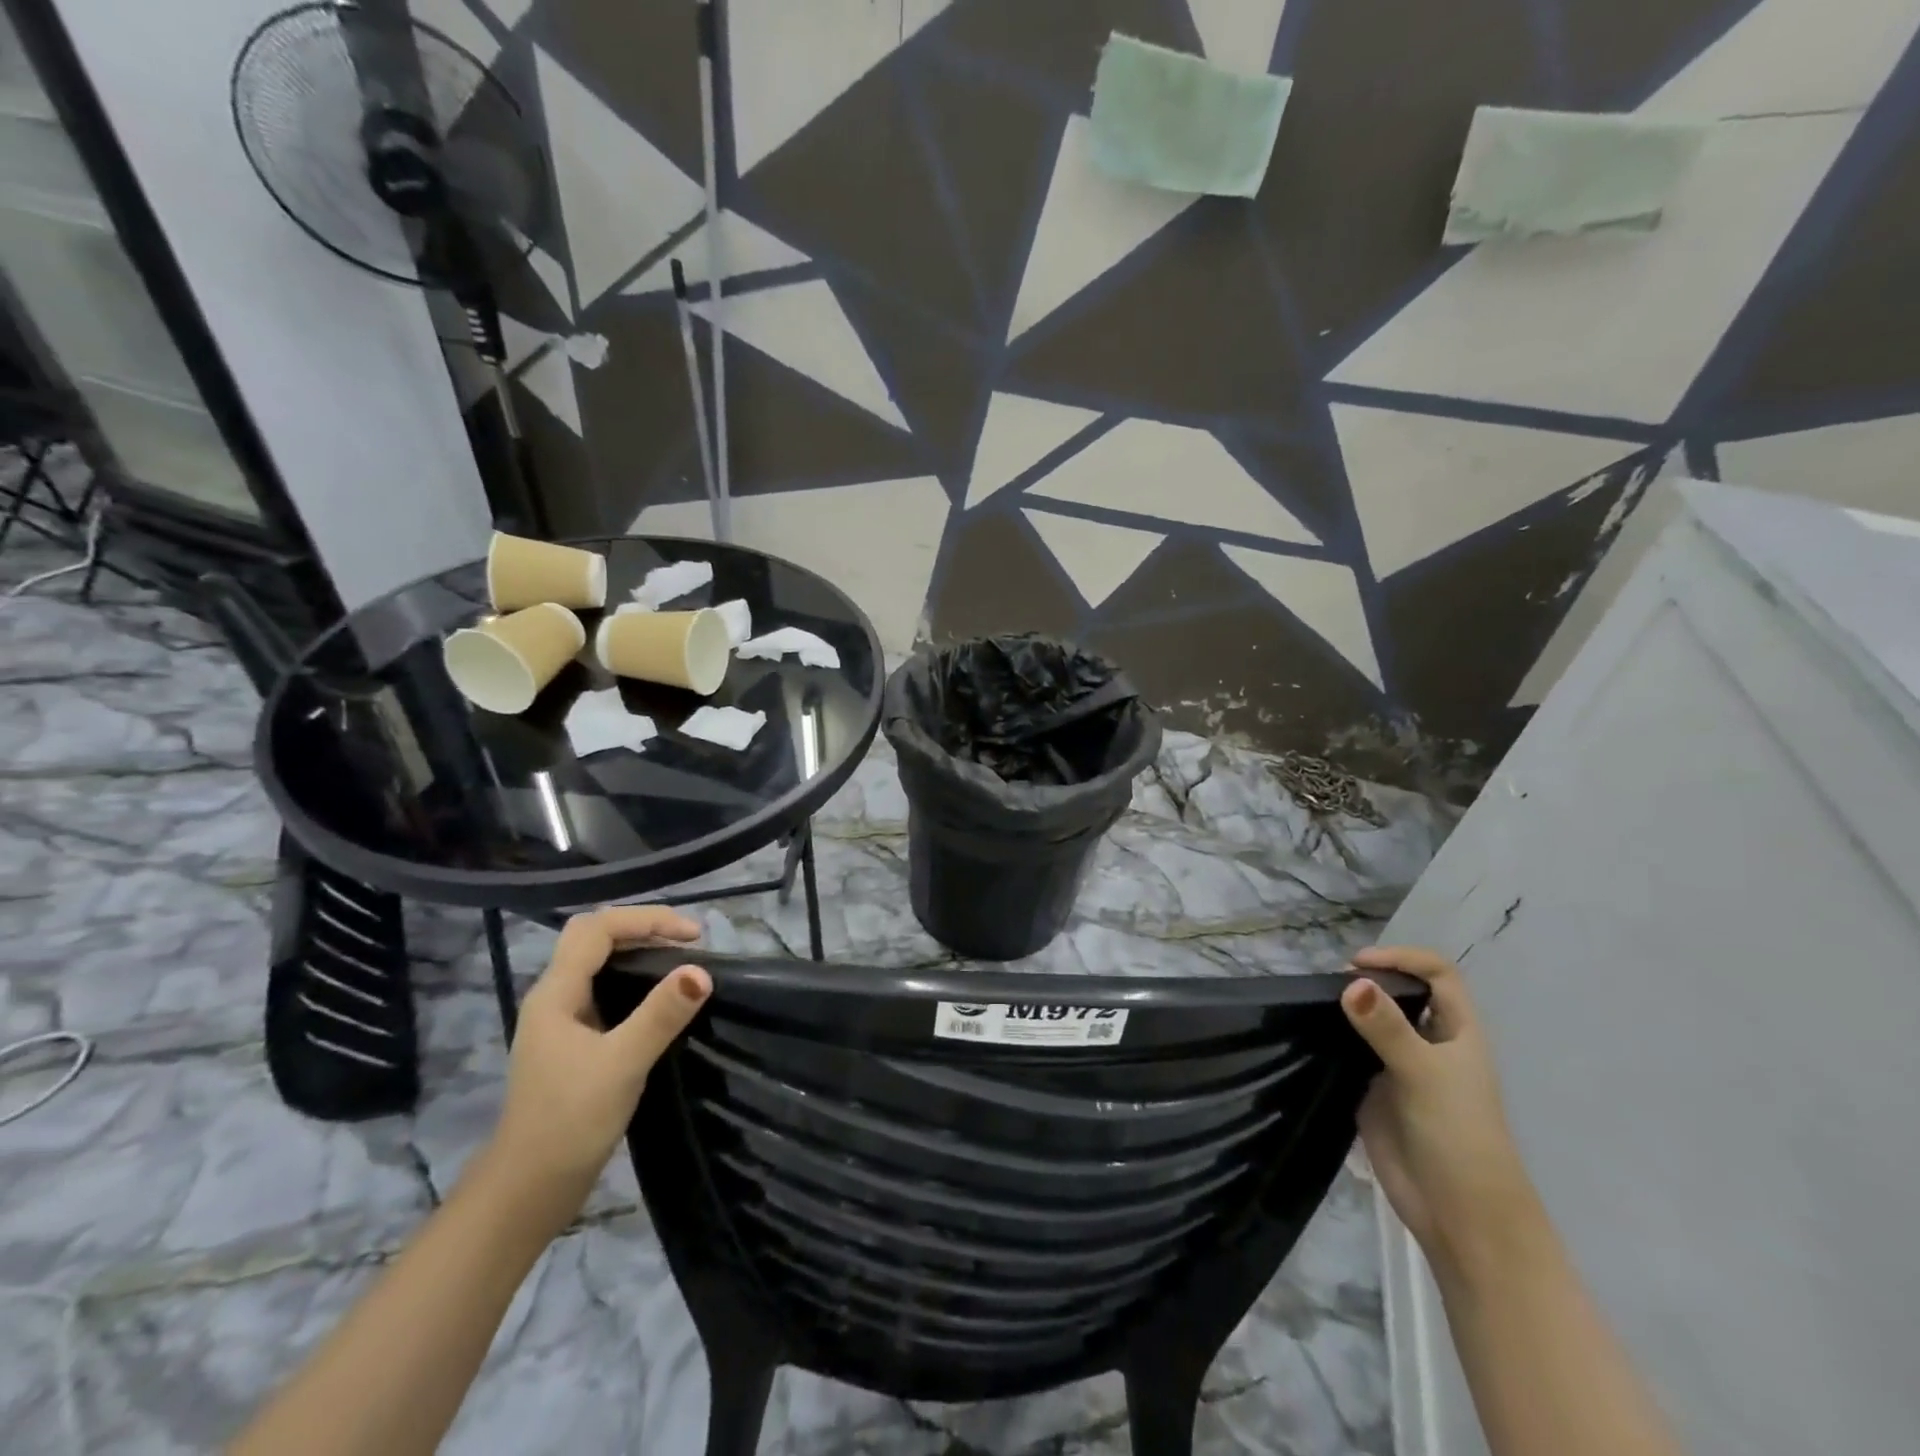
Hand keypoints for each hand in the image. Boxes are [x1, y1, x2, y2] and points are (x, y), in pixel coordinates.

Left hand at [486, 907, 709, 1215]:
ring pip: (599, 964)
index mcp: (556, 993)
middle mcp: (554, 998)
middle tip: (686, 942)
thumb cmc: (569, 1122)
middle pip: (595, 938)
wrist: (527, 1192)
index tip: (694, 936)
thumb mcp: (622, 1064)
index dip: (647, 920)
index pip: (598, 928)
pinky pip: (606, 991)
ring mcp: (561, 1022)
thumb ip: (660, 1016)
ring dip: (639, 952)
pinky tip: (660, 1001)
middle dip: (642, 928)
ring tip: (681, 963)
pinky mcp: (573, 1044)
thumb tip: (701, 972)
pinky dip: (636, 981)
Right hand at [1343, 946, 1540, 1277]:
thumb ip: (1387, 1028)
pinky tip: (1311, 1034)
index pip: (1437, 974)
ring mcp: (1400, 1066)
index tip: (1358, 964)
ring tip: (1315, 1004)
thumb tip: (1351, 983)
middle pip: (1402, 992)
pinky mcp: (1375, 1090)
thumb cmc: (1459, 1136)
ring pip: (1373, 1020)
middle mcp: (1430, 1041)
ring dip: (1348, 1007)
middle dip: (1369, 980)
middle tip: (1329, 985)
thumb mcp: (1425, 1074)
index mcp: (1458, 1031)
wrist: (1459, 1214)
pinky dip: (1333, 1037)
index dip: (1402, 959)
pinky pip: (1352, 1051)